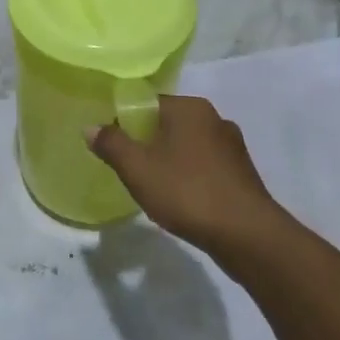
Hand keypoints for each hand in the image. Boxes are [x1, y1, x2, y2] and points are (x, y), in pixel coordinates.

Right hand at [88, 97, 281, 258]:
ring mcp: (233, 147)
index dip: (125, 122)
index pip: (147, 103)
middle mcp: (214, 118)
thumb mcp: (137, 168)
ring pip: (187, 146)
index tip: (113, 146)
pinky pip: (205, 167)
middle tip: (129, 168)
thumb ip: (111, 144)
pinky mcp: (243, 174)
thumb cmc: (187, 192)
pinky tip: (182, 200)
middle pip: (167, 123)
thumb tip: (90, 127)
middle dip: (147, 143)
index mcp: (189, 108)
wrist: (248, 237)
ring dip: (169, 161)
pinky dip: (190, 177)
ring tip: (154, 187)